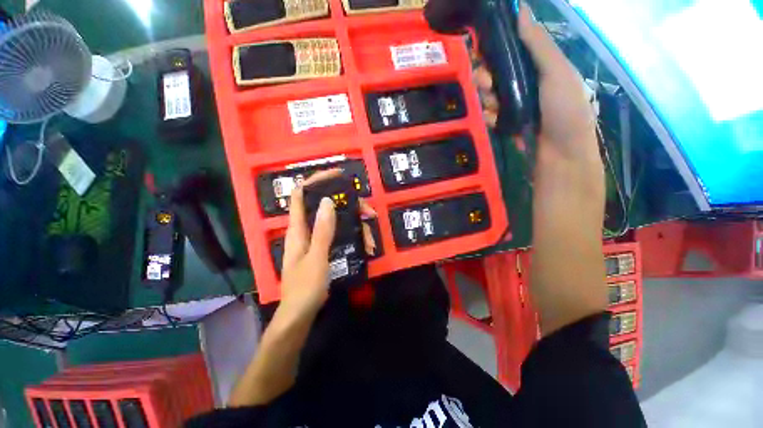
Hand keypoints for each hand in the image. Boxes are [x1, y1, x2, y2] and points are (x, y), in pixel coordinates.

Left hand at [279, 170, 377, 317]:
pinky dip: (353, 237)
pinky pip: (339, 235)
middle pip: (327, 207)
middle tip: (369, 213)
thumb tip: (328, 200)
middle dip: (349, 206)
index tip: (337, 175)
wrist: (300, 314)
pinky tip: (366, 246)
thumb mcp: (316, 257)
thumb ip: (323, 230)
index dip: (316, 180)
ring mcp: (316, 239)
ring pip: (337, 222)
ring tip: (370, 240)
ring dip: (356, 226)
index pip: (302, 194)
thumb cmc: (305, 287)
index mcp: (298, 229)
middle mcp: (306, 230)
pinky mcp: (323, 248)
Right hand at [474, 4, 596, 158]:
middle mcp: (525, 82)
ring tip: (493, 106)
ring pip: (490, 95)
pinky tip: (496, 121)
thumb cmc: (566, 109)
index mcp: (539, 66)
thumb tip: (521, 9)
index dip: (495, 48)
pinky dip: (490, 117)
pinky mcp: (506, 122)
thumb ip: (538, 43)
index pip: (511, 50)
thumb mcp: (557, 71)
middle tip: (486, 82)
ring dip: (487, 98)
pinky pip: (490, 115)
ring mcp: (515, 104)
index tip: (482, 50)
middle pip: (496, 73)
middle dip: (486, 76)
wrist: (560, 154)